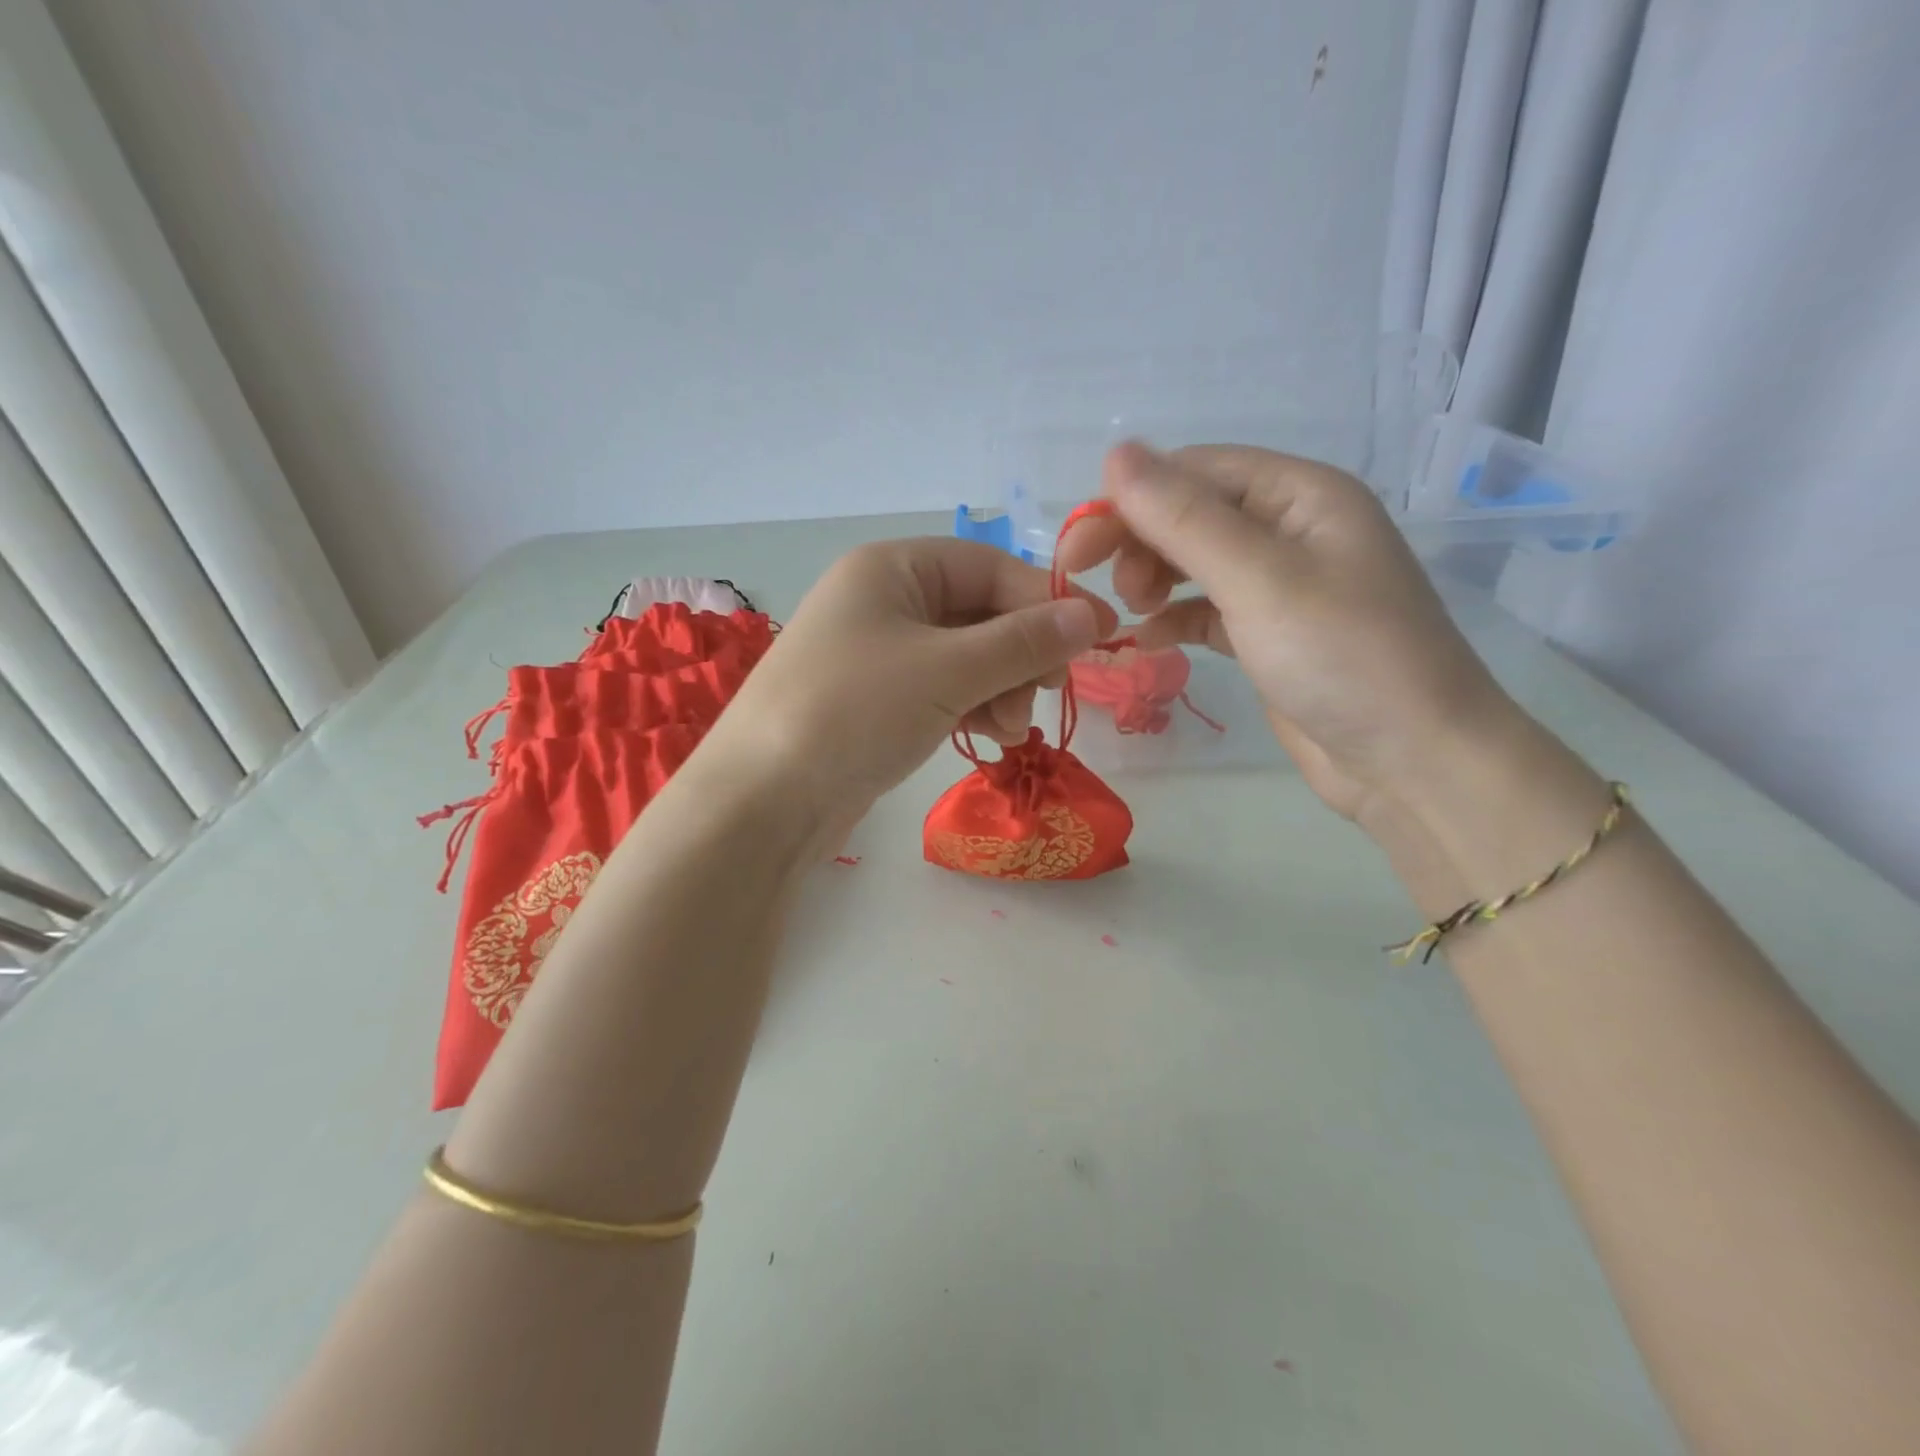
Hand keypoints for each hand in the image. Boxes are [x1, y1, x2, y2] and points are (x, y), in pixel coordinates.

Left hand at [709, 537, 1115, 825]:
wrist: (763, 800)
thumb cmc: (854, 712)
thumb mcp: (947, 670)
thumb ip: (1023, 642)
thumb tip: (1092, 616)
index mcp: (892, 567)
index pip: (990, 566)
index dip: (1046, 600)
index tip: (1098, 637)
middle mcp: (883, 600)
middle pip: (980, 612)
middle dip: (1020, 654)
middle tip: (1046, 695)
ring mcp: (877, 653)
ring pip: (965, 656)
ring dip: (1000, 686)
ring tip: (1009, 729)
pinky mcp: (876, 700)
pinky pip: (942, 689)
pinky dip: (972, 706)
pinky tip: (988, 736)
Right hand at [1057, 443, 1515, 821]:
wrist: (1412, 761)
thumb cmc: (1342, 657)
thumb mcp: (1257, 579)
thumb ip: (1183, 518)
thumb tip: (1115, 453)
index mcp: (1300, 494)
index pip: (1195, 472)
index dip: (1131, 500)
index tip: (1078, 547)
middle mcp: (1291, 528)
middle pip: (1192, 514)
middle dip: (1141, 542)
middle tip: (1108, 590)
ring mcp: (1282, 584)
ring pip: (1195, 562)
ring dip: (1154, 578)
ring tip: (1134, 612)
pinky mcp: (1270, 634)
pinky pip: (1207, 609)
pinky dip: (1175, 618)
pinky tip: (1148, 639)